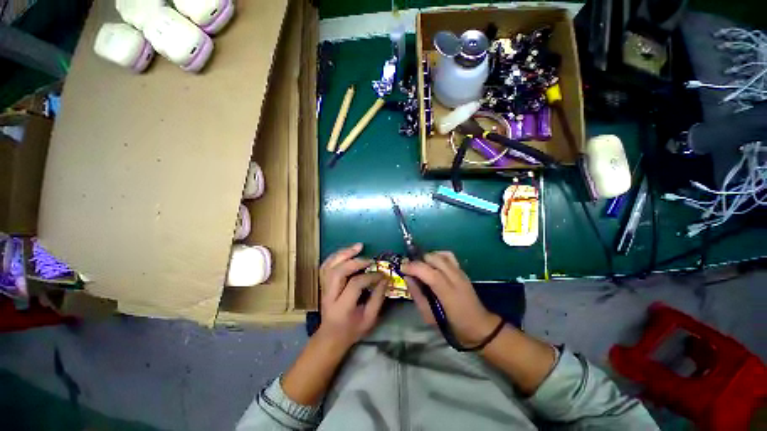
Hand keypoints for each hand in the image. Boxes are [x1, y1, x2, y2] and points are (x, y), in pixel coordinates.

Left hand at [317, 243, 387, 349]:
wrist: (330, 336)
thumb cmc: (352, 330)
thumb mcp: (369, 319)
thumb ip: (378, 298)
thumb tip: (385, 279)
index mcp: (342, 307)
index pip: (355, 285)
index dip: (370, 276)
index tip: (382, 274)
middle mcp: (330, 296)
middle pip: (338, 272)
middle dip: (354, 262)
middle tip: (369, 259)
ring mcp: (324, 288)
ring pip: (329, 266)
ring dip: (344, 254)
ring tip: (358, 246)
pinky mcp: (323, 284)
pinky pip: (326, 265)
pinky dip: (336, 256)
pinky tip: (347, 251)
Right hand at [402, 251, 500, 345]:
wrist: (479, 327)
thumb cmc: (452, 325)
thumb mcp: (429, 316)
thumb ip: (417, 295)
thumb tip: (407, 278)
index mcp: (447, 292)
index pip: (428, 272)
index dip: (412, 267)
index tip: (401, 268)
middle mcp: (455, 278)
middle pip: (433, 259)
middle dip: (419, 261)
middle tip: (411, 270)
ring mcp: (460, 272)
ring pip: (441, 254)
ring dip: (428, 258)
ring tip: (422, 267)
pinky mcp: (463, 271)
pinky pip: (449, 256)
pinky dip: (438, 255)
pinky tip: (433, 264)